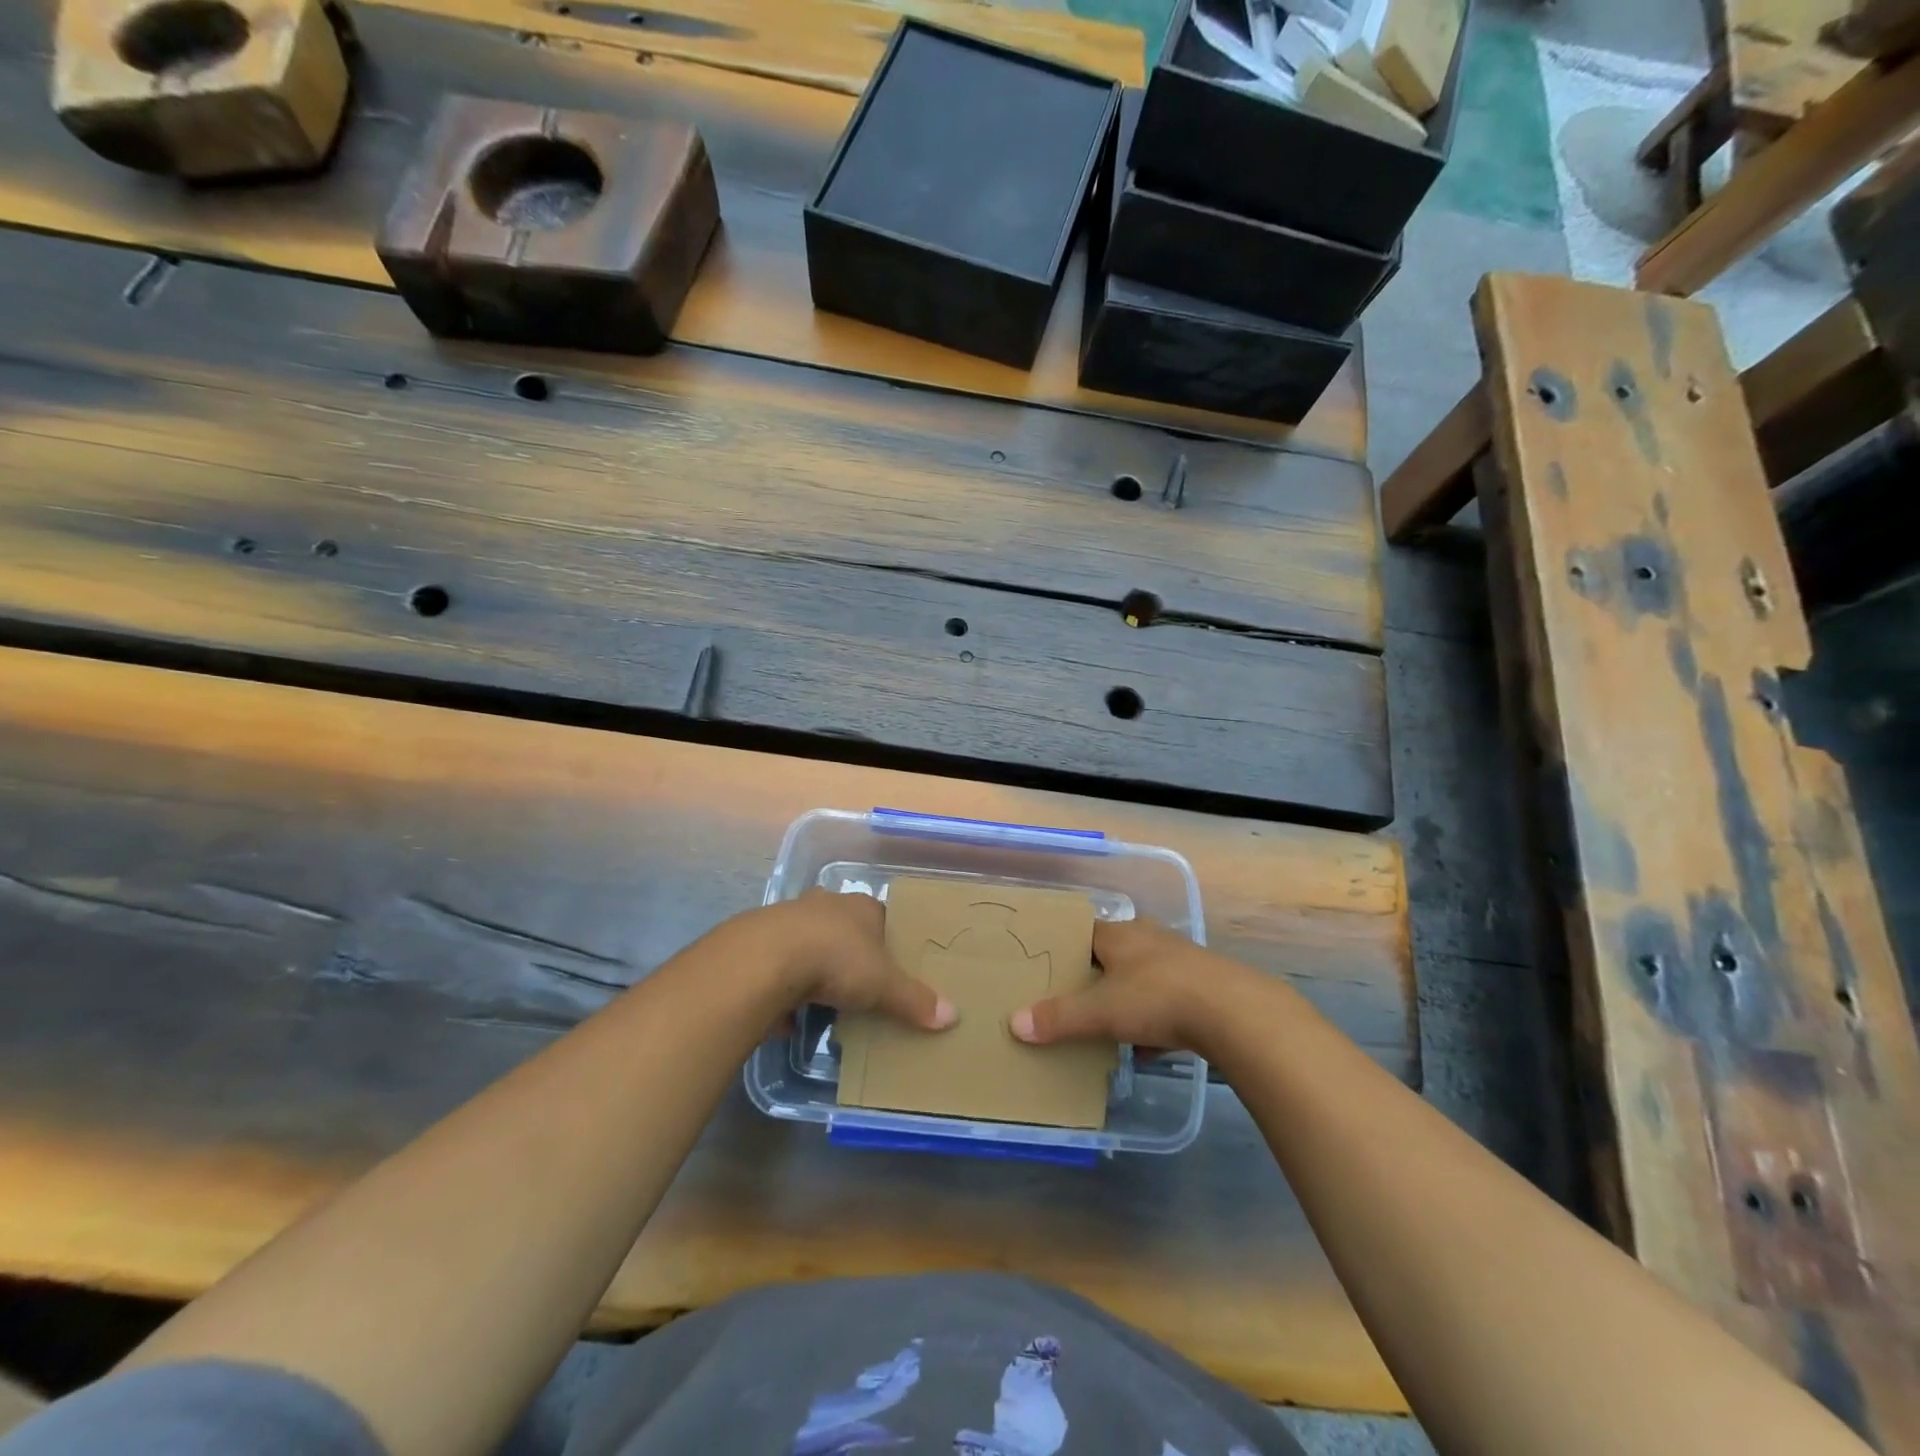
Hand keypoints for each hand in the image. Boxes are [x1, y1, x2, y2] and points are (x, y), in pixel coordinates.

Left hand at [766, 890, 957, 1031]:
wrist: (765, 958)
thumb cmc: (836, 959)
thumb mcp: (883, 984)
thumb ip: (914, 1000)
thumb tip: (953, 1016)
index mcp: (860, 906)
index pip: (881, 916)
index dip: (887, 940)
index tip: (891, 965)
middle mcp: (826, 904)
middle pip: (844, 926)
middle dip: (849, 951)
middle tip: (858, 983)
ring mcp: (789, 918)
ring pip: (810, 940)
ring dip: (815, 965)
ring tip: (823, 1000)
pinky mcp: (760, 941)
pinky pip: (779, 962)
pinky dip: (785, 982)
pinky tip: (788, 1008)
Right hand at [1010, 917, 1250, 1054]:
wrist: (1234, 1013)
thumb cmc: (1157, 998)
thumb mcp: (1101, 1011)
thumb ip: (1059, 1018)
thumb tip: (1014, 1023)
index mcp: (1120, 934)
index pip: (1082, 933)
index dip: (1063, 949)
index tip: (1044, 969)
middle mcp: (1147, 938)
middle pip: (1111, 955)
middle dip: (1092, 977)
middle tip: (1069, 1000)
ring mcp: (1178, 961)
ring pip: (1139, 978)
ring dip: (1124, 998)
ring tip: (1103, 1025)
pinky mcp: (1201, 987)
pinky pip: (1165, 1000)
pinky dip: (1151, 1018)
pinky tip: (1144, 1044)